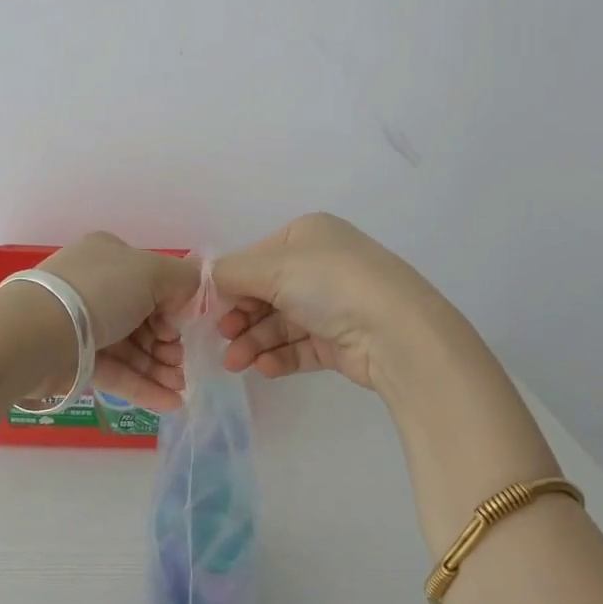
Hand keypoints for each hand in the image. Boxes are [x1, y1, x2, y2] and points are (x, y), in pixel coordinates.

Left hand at [38, 233, 202, 411]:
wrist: (35, 335)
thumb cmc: (98, 293)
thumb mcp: (151, 271)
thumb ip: (182, 279)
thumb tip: (189, 297)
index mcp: (110, 256)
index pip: (151, 280)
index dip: (173, 305)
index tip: (186, 326)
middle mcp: (96, 287)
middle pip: (144, 317)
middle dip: (169, 342)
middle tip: (182, 362)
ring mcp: (83, 324)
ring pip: (131, 347)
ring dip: (159, 368)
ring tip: (180, 387)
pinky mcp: (75, 360)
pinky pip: (116, 371)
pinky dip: (143, 386)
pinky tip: (170, 402)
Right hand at [213, 213, 448, 396]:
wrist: (395, 332)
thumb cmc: (328, 283)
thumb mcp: (270, 267)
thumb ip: (229, 273)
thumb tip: (207, 280)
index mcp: (307, 236)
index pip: (256, 258)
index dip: (231, 284)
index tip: (209, 309)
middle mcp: (321, 265)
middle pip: (266, 293)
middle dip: (240, 317)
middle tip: (223, 338)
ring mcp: (333, 304)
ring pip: (280, 323)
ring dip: (254, 341)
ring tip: (236, 363)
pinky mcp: (341, 340)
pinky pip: (300, 346)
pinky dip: (279, 356)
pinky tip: (264, 367)